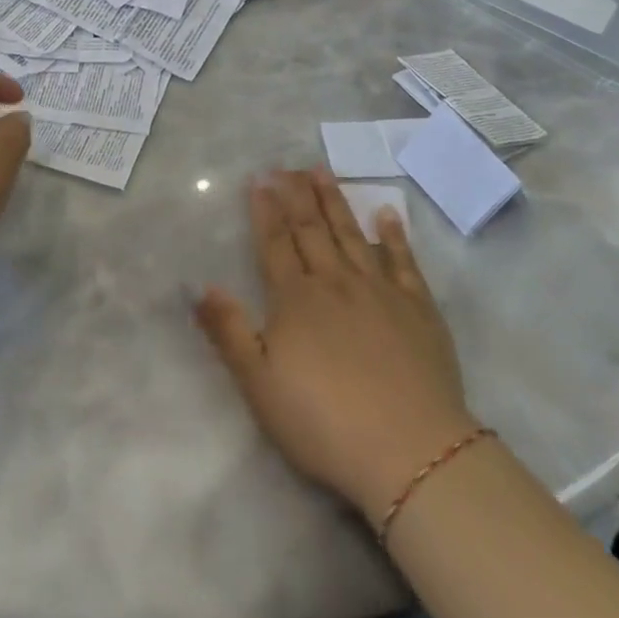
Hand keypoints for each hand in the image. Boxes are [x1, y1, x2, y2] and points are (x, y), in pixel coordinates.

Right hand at [195, 168, 474, 521]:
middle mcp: (335, 282)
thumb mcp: (259, 385)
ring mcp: (379, 292)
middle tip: (286, 165)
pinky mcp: (418, 309)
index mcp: (295, 299)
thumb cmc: (325, 422)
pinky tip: (386, 213)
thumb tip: (200, 286)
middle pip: (311, 229)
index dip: (264, 210)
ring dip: (334, 201)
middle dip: (295, 194)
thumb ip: (228, 331)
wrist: (412, 452)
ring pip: (351, 234)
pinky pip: (403, 262)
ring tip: (321, 172)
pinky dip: (394, 235)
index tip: (259, 179)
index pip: (275, 243)